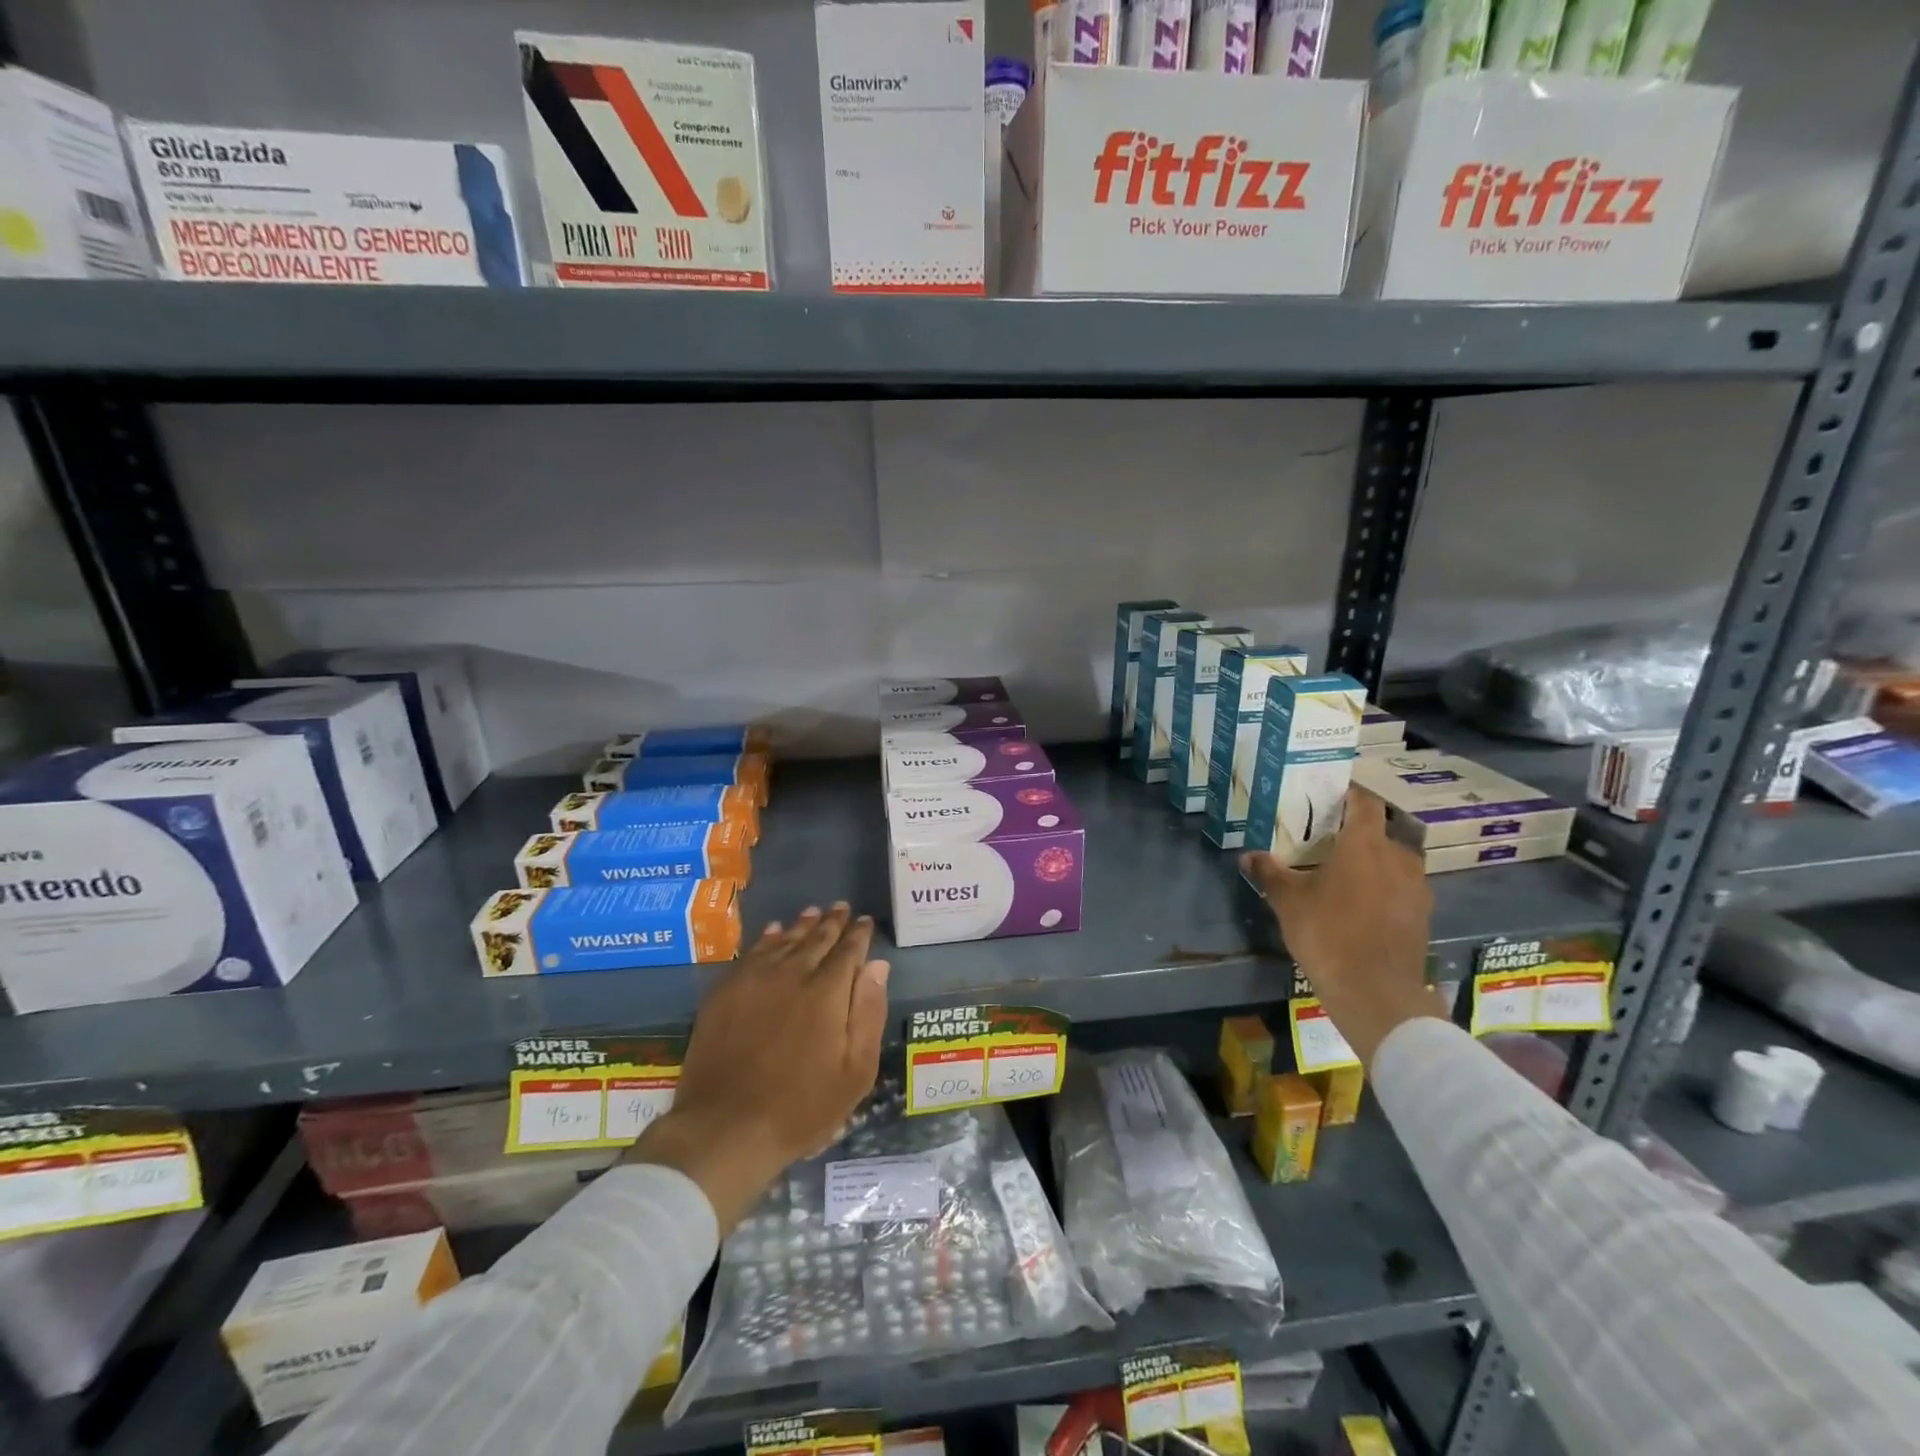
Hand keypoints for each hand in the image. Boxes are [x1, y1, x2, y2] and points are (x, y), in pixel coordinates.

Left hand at [626, 904, 889, 1231]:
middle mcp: (792, 974)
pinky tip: (773, 932)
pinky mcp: (725, 991)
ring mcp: (754, 980)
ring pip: (784, 940)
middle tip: (842, 907)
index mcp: (827, 992)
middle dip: (832, 922)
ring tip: (813, 912)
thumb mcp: (854, 1071)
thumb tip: (877, 965)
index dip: (859, 934)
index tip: (865, 921)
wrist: (726, 1127)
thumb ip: (869, 1012)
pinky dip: (767, 938)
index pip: (848, 950)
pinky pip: (752, 953)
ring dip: (801, 925)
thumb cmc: (801, 1107)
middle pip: (816, 938)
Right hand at [1242, 787, 1445, 1065]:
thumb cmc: (1328, 933)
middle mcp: (1397, 857)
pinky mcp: (1422, 914)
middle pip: (1380, 831)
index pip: (1364, 802)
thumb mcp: (1288, 901)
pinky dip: (1383, 887)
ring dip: (1373, 861)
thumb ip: (1269, 873)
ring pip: (1393, 860)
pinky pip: (1401, 887)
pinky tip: (1361, 904)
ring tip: (1344, 873)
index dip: (1350, 793)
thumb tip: (1248, 856)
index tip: (1330, 793)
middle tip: (1328, 839)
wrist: (1375, 992)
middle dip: (1356, 832)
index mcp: (1365, 844)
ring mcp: (1416, 887)